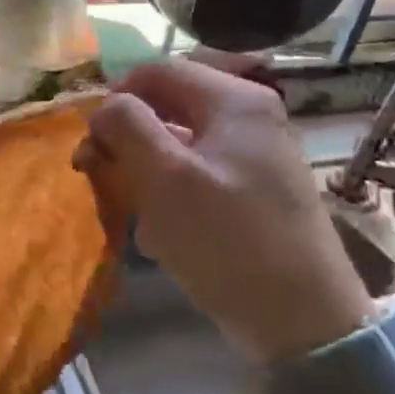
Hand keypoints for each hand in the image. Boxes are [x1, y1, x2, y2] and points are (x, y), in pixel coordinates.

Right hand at [73, 59, 371, 364]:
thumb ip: (125, 126)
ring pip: (178, 144)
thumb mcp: (164, 178)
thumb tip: (105, 107)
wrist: (303, 322)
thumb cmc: (227, 240)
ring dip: (145, 171)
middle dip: (127, 139)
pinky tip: (162, 232)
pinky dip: (170, 193)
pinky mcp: (254, 190)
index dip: (115, 98)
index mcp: (233, 100)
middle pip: (166, 106)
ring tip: (134, 212)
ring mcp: (256, 154)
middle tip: (100, 175)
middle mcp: (249, 117)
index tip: (91, 141)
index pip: (156, 71)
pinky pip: (197, 174)